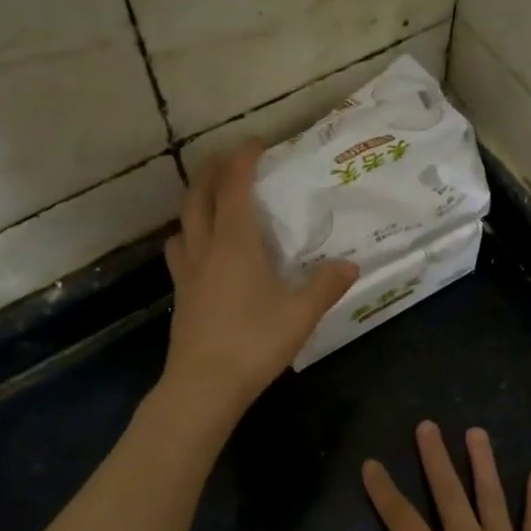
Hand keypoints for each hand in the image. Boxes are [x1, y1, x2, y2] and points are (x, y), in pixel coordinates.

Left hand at [161, 141, 357, 419]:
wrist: (203, 386)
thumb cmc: (253, 343)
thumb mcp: (300, 315)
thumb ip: (325, 286)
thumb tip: (350, 265)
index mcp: (234, 243)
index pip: (233, 186)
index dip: (242, 159)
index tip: (256, 144)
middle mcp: (205, 248)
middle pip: (198, 195)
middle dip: (212, 170)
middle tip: (230, 160)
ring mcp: (186, 271)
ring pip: (183, 222)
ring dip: (196, 201)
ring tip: (213, 201)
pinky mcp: (180, 294)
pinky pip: (180, 250)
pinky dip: (189, 235)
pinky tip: (203, 251)